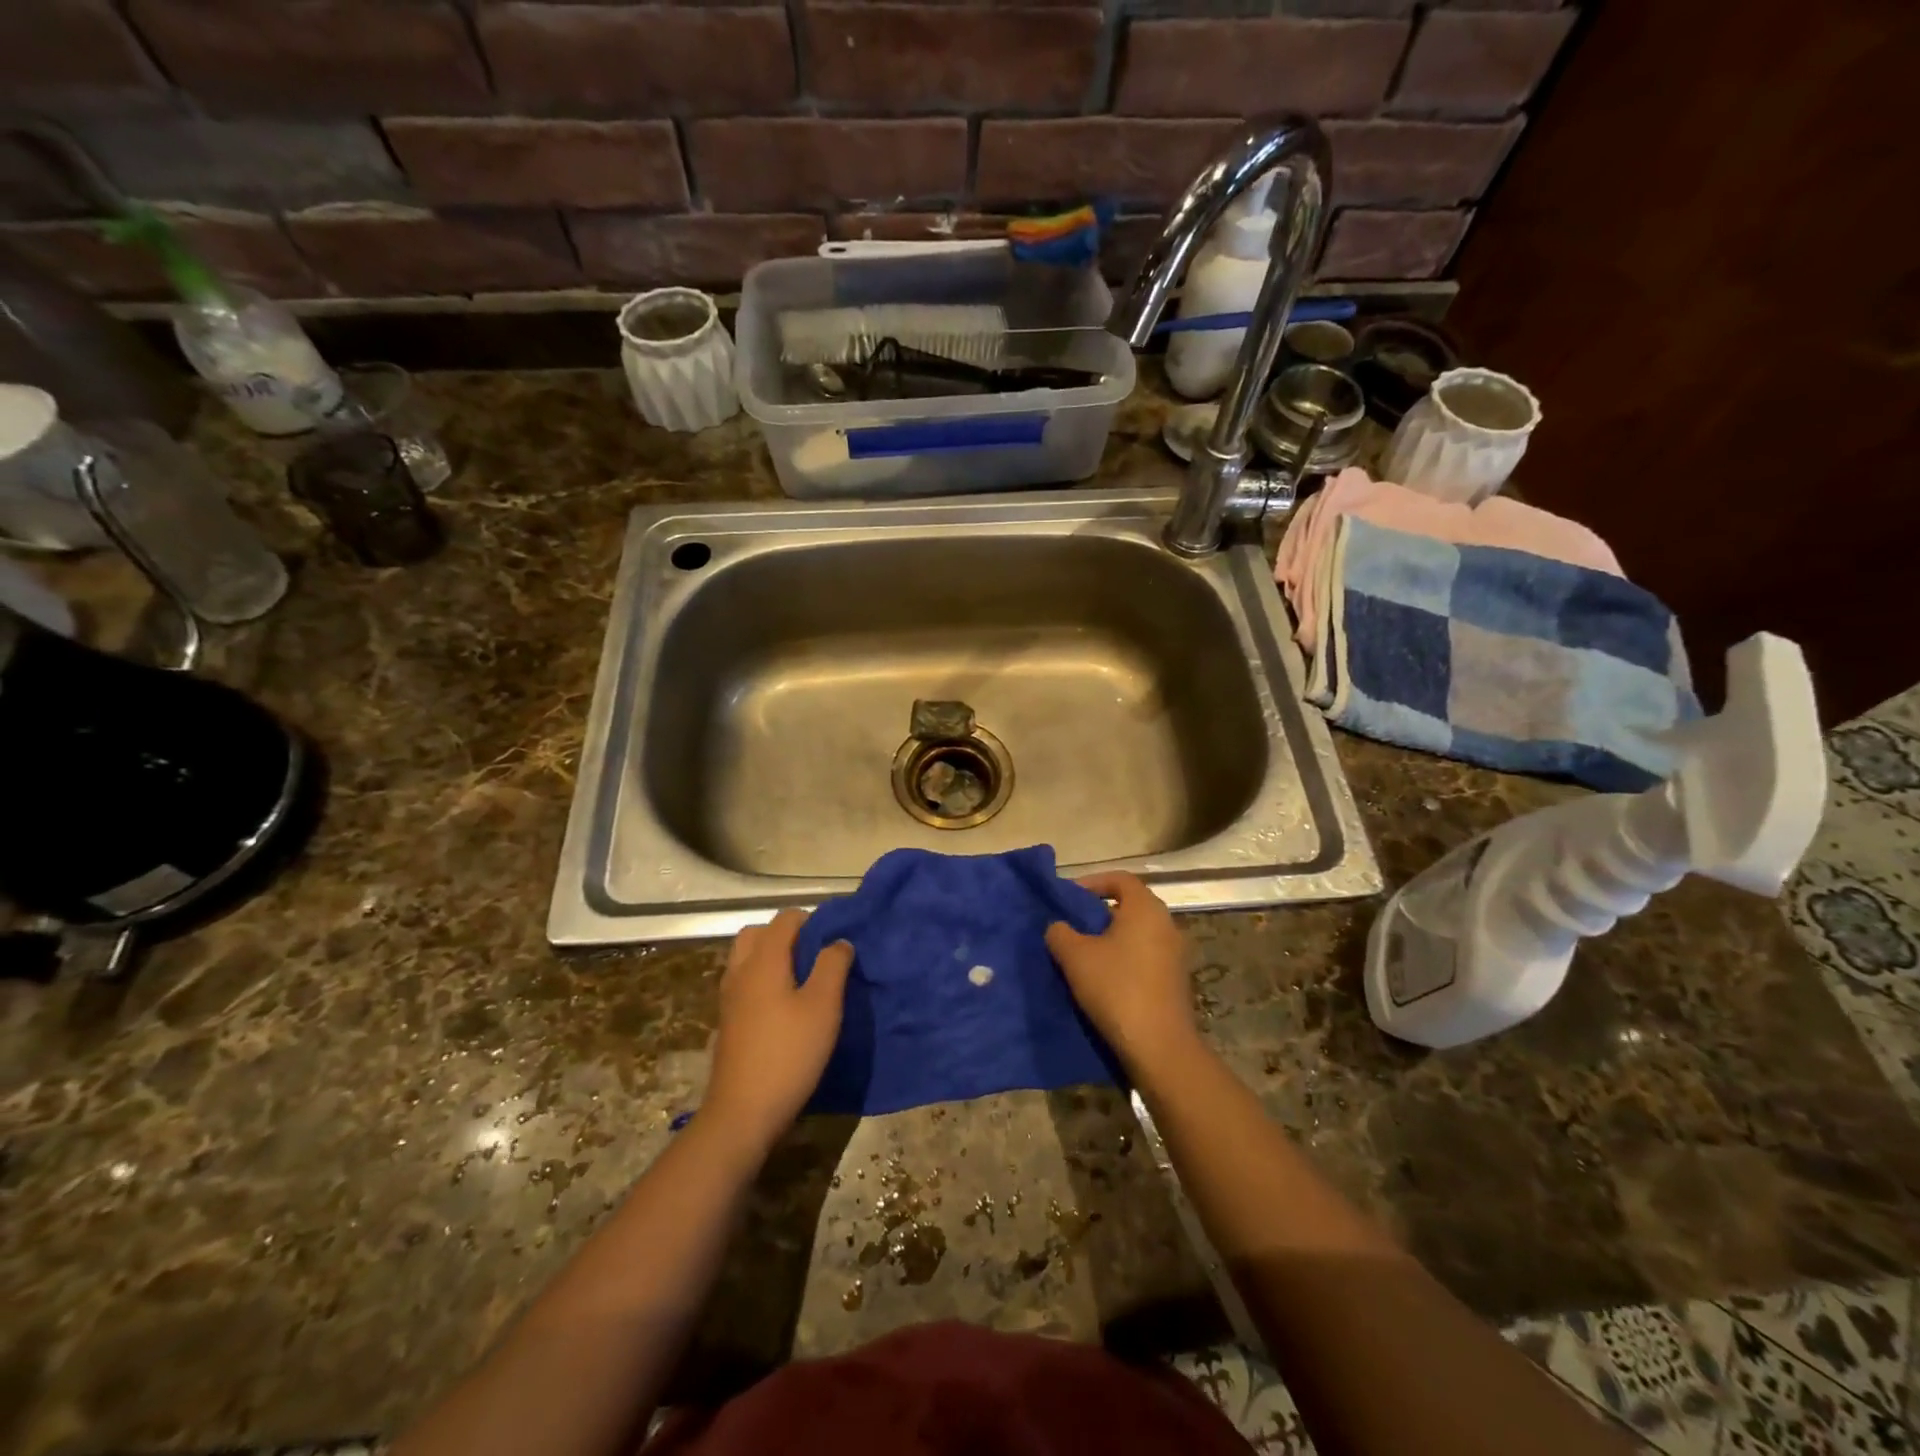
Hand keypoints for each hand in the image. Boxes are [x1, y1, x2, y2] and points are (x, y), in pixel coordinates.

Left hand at [705, 910, 852, 1148]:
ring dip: (772, 956)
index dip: (813, 920)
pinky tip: (785, 1005)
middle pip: (758, 933)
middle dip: (787, 934)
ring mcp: (729, 997)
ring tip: (803, 978)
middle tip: (815, 954)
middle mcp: (740, 971)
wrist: (742, 1112)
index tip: (835, 939)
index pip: (785, 919)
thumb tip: (839, 941)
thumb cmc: (789, 1053)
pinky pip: (744, 982)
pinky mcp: (728, 1021)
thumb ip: (833, 966)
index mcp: (763, 960)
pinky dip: (763, 979)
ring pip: (747, 958)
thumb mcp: (823, 1007)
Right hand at [1046, 872, 1195, 1076]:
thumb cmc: (1116, 988)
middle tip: (1071, 926)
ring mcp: (1175, 954)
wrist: (1159, 1046)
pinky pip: (1145, 957)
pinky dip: (1123, 959)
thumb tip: (1058, 927)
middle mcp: (1167, 924)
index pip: (1120, 879)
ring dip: (1109, 940)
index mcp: (1146, 909)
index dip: (1092, 882)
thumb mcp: (1075, 957)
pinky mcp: (1175, 981)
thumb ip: (1061, 933)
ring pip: (1136, 934)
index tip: (1069, 897)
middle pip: (1129, 906)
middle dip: (1098, 913)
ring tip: (1081, 955)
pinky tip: (1102, 980)